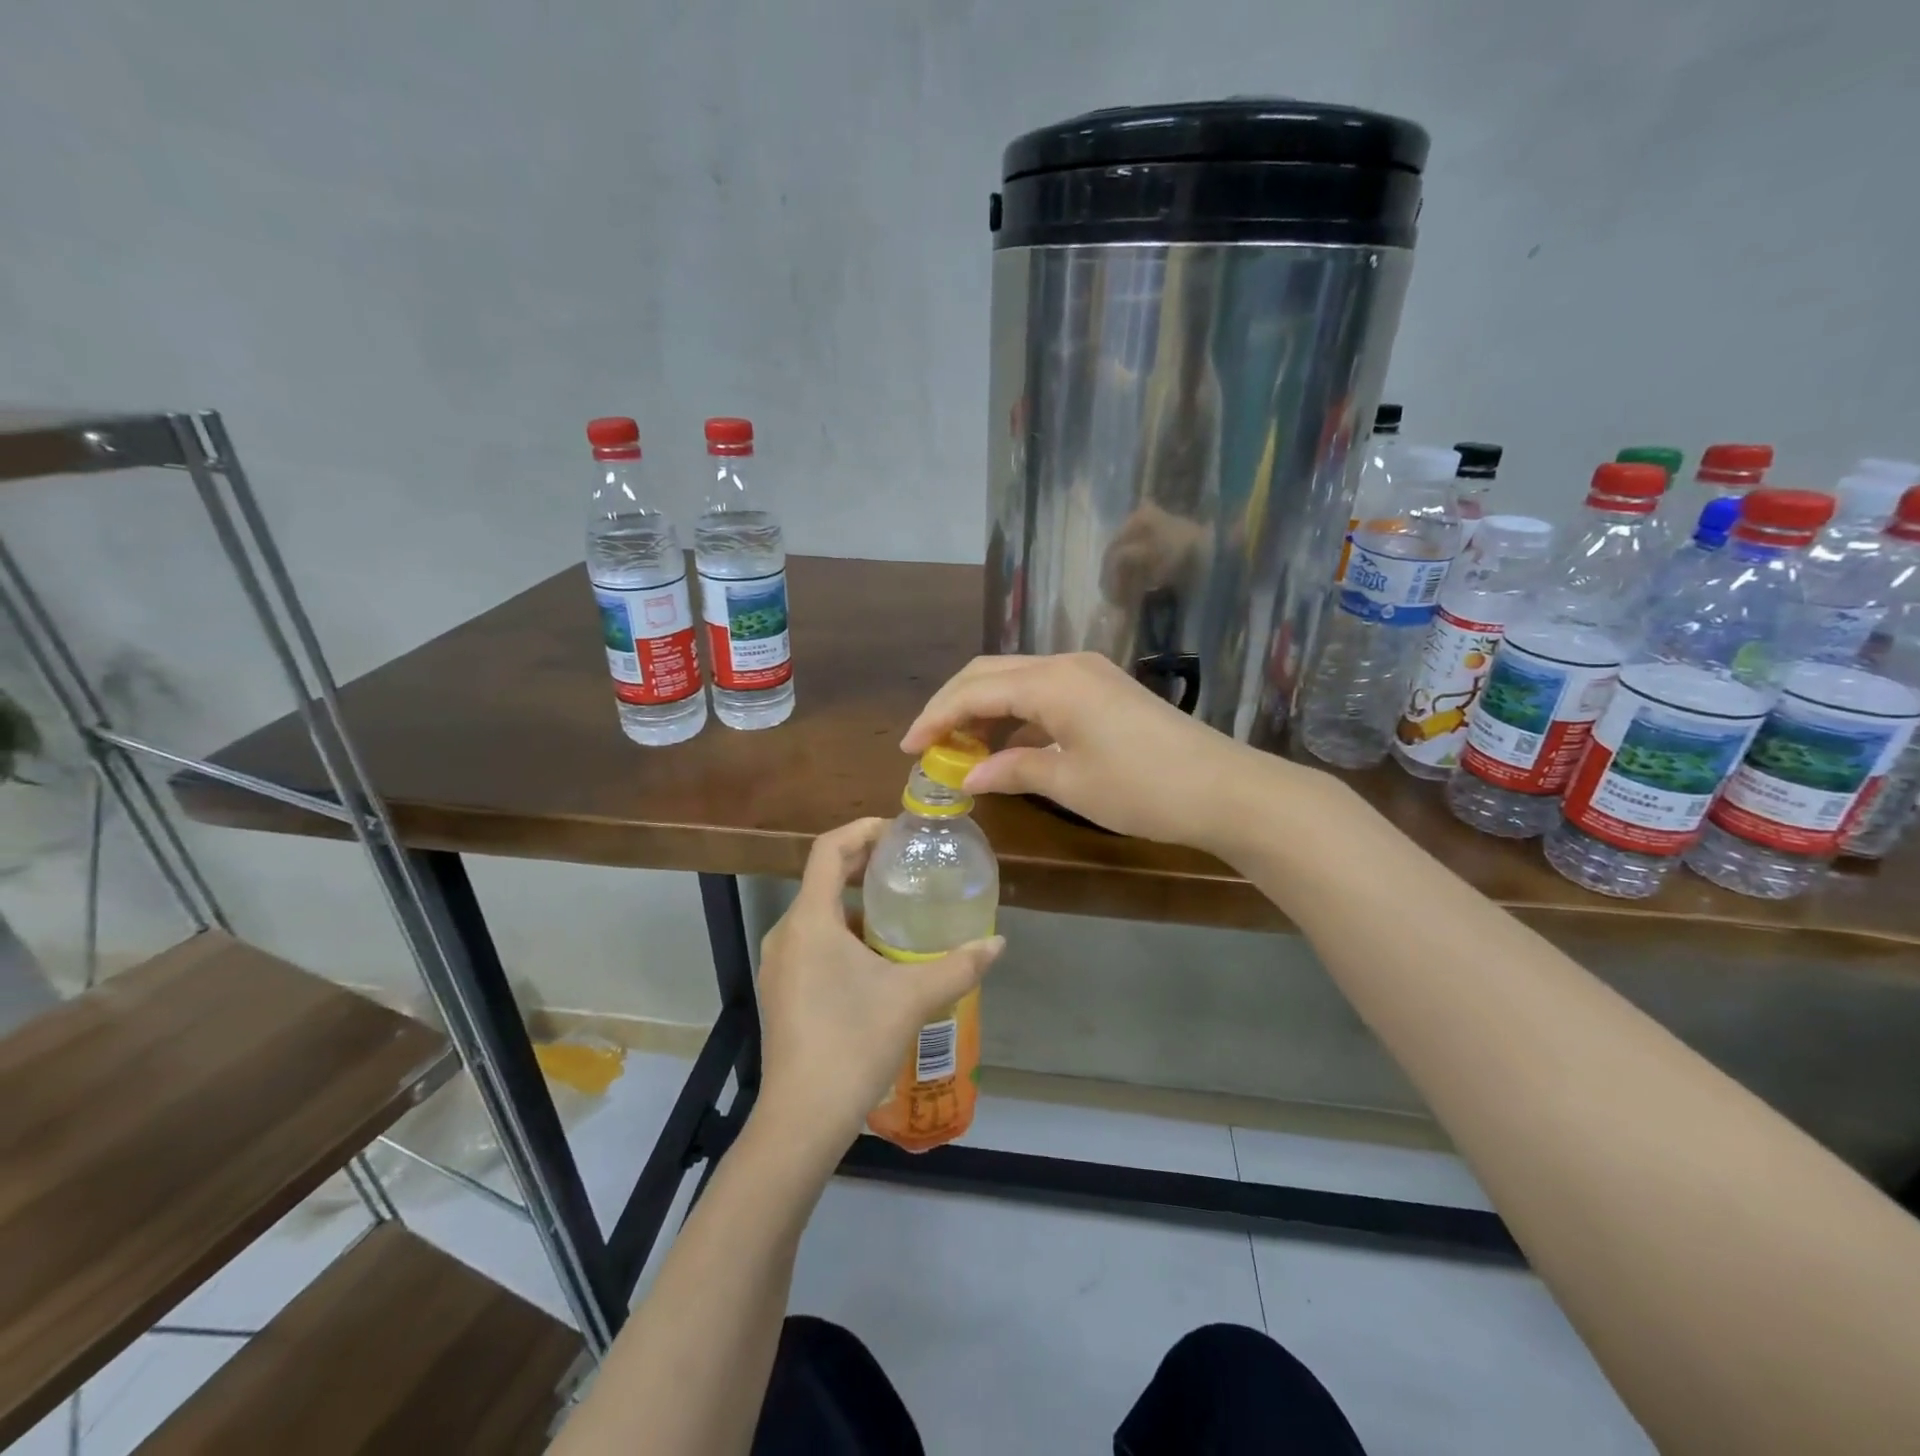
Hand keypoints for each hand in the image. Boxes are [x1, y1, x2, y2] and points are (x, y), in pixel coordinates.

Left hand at [752, 818, 1003, 1157]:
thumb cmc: (853, 1043)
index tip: (896, 831)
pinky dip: (842, 934)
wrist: (802, 1118)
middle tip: (905, 865)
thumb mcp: (913, 999)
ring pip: (817, 914)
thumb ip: (959, 966)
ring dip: (854, 904)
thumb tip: (998, 943)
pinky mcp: (780, 991)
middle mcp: (786, 933)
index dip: (861, 831)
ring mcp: (778, 965)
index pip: (828, 850)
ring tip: (897, 911)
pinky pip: (811, 943)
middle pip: (822, 879)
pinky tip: (875, 959)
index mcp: (810, 921)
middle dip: (862, 866)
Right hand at [902, 652, 1318, 850]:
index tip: (908, 748)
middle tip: (927, 744)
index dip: (936, 718)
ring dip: (983, 708)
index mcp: (1051, 681)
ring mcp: (1088, 674)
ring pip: (1016, 680)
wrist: (1225, 789)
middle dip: (952, 705)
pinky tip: (1006, 746)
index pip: (974, 691)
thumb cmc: (1142, 788)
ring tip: (959, 748)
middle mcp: (1065, 664)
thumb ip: (1012, 771)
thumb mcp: (1070, 783)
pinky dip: (1015, 715)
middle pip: (989, 673)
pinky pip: (1043, 693)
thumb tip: (968, 776)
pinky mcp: (1104, 690)